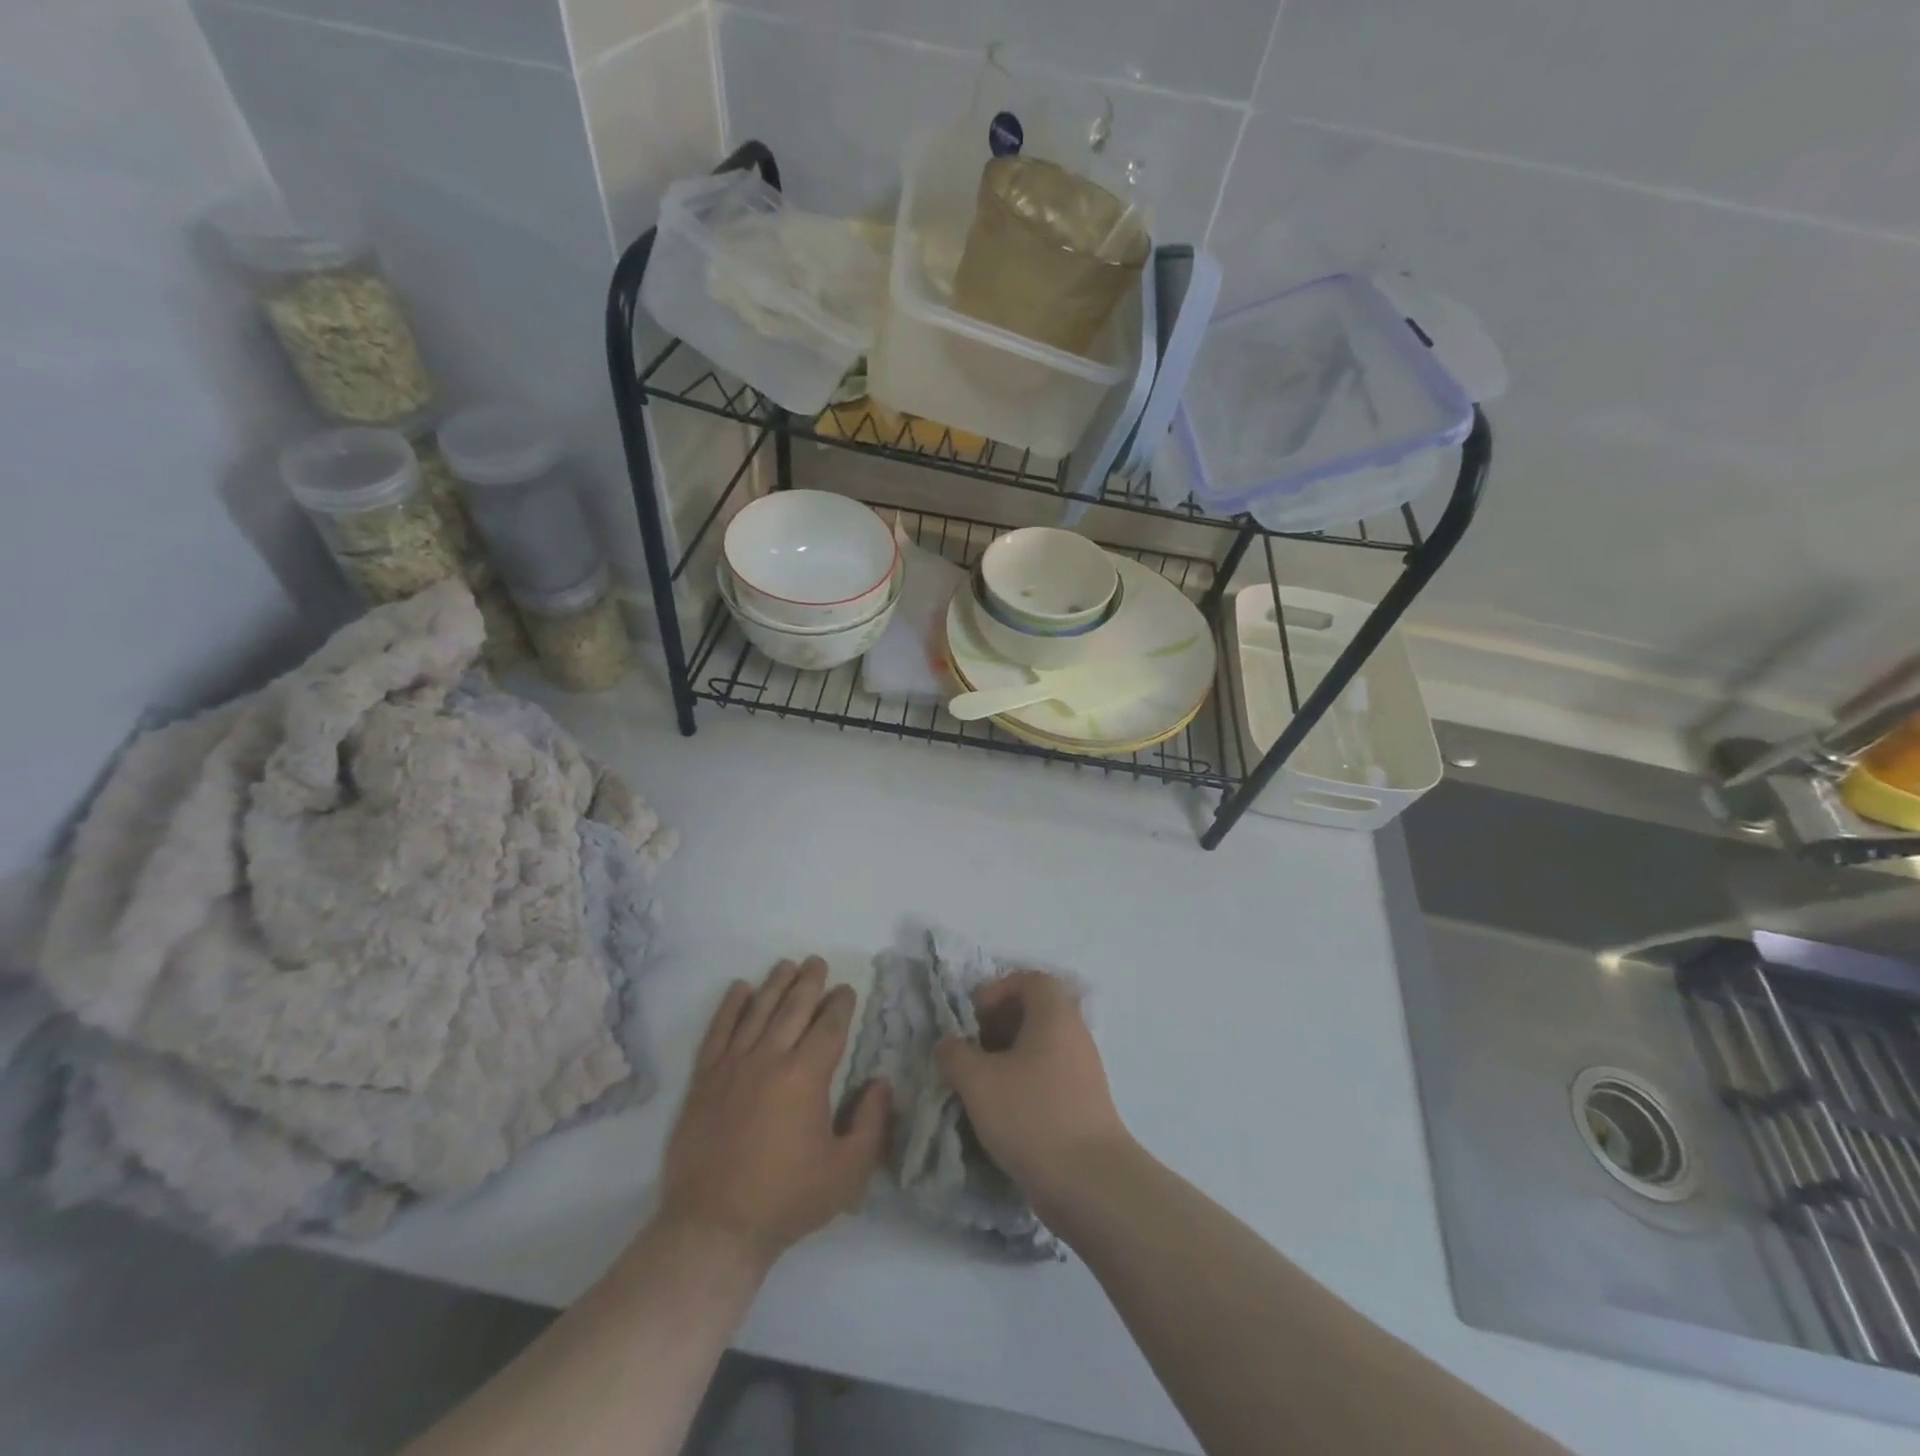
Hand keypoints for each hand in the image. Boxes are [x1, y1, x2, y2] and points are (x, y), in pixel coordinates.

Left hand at [655, 958, 890, 1269]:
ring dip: (774, 984)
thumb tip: (881, 1082)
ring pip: (757, 1011)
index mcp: (806, 1076)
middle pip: (793, 1007)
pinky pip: (719, 1031)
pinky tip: (739, 989)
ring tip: (786, 965)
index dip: (840, 1003)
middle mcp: (769, 1058)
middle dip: (809, 982)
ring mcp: (732, 1066)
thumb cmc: (787, 1200)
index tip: (846, 989)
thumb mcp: (847, 1171)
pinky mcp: (704, 1080)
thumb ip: (872, 1123)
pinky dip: (730, 1006)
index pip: (829, 1025)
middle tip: (817, 962)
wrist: (714, 1227)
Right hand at [934, 971, 1131, 1220]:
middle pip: (1037, 1010)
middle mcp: (1074, 1034)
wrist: (1090, 1182)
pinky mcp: (1085, 1102)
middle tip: (973, 1046)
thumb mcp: (978, 1082)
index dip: (999, 989)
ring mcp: (1083, 1069)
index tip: (974, 1015)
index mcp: (1055, 1015)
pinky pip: (1050, 1073)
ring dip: (1009, 1054)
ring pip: (1042, 1045)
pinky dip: (1024, 1079)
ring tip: (981, 1080)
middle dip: (1000, 1022)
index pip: (1031, 979)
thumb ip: (955, 1055)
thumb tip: (948, 1044)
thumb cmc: (1032, 1116)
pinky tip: (1002, 1109)